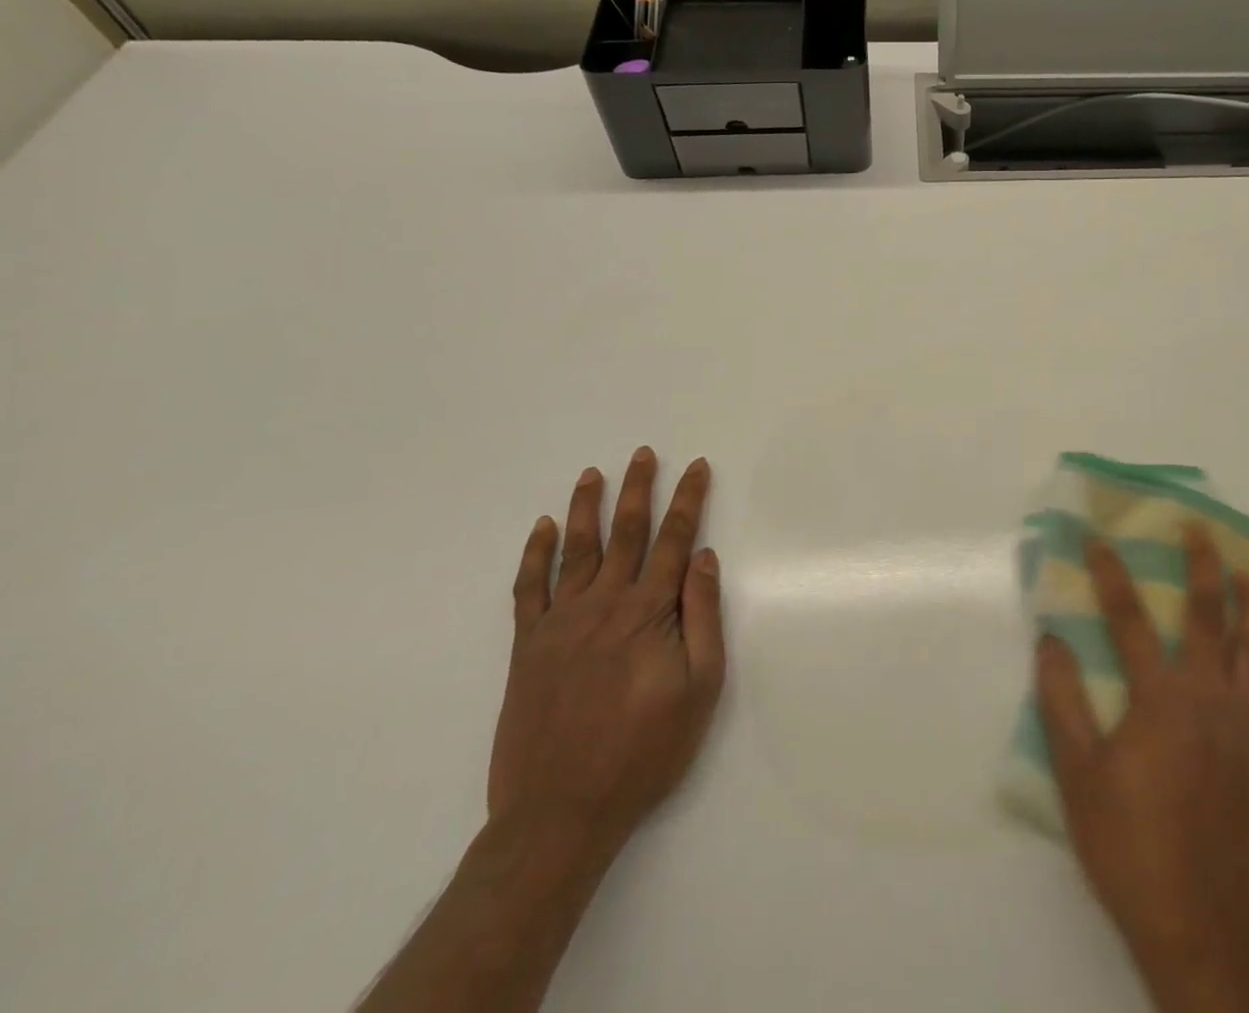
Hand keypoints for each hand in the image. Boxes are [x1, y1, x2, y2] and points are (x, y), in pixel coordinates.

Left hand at [486, 449, 724, 871]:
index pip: (675, 540)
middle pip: (626, 532)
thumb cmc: (644, 752)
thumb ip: (702, 617)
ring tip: (593, 474)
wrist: (559, 814)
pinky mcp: (526, 647)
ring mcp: (559, 623)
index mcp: (648, 612)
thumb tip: (702, 558)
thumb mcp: (700, 688)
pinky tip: (541, 528)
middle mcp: (603, 604)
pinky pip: (529, 588)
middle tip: (642, 454)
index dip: (688, 500)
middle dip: (638, 489)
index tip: (696, 467)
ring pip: (576, 549)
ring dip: (586, 508)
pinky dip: (534, 554)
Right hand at [1035, 531, 1248, 1006]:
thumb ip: (1062, 701)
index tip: (1097, 541)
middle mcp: (1211, 698)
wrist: (1202, 927)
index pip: (1129, 618)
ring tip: (1244, 573)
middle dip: (1202, 565)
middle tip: (1198, 529)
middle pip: (1210, 615)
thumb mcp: (1078, 775)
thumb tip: (1050, 639)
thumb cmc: (1131, 848)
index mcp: (1160, 698)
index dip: (1110, 574)